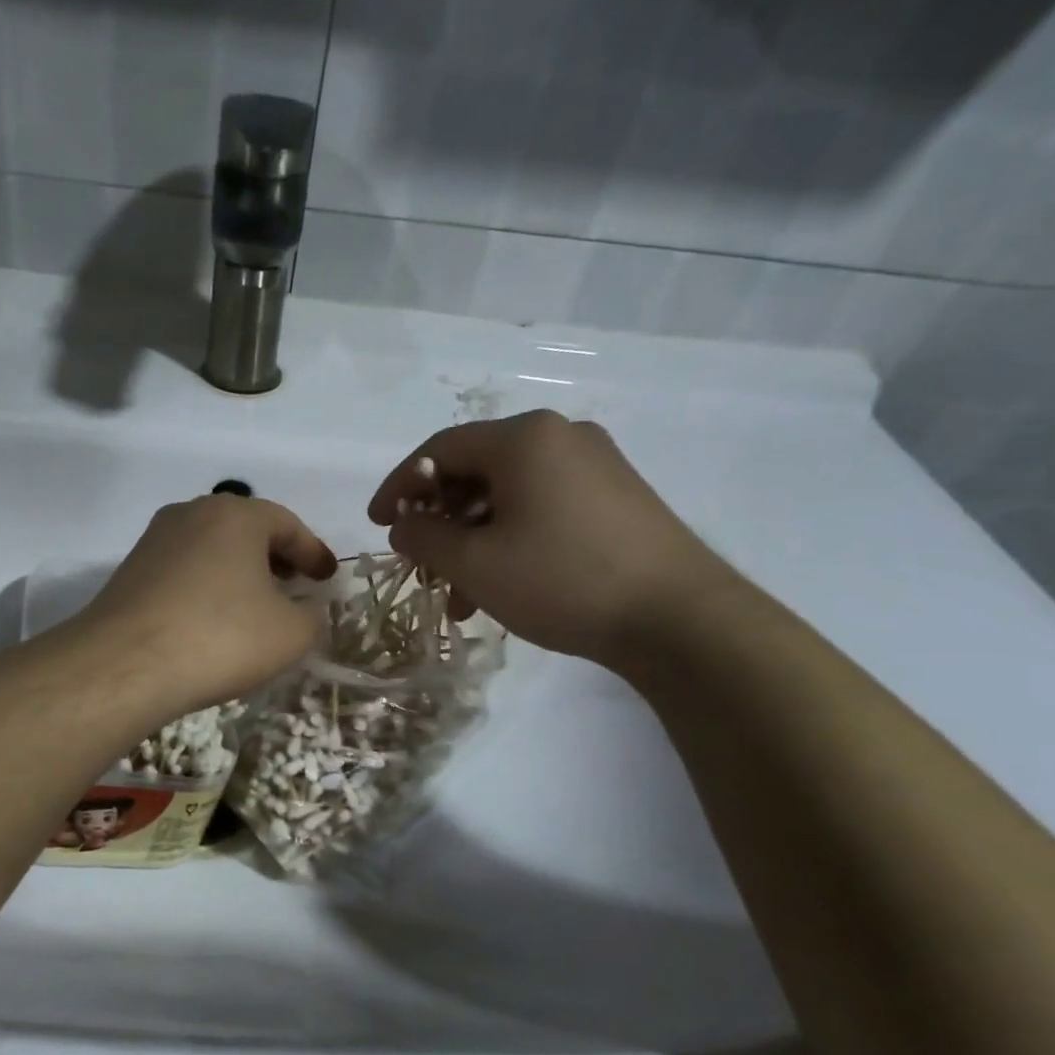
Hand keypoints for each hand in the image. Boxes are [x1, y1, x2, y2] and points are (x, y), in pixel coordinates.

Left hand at [79, 494, 336, 714]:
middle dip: (276, 557)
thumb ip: (311, 616)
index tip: (328, 577)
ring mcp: (155, 540)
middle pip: (246, 530)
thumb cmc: (220, 637)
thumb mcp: (290, 634)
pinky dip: (208, 586)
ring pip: (212, 549)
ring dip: (239, 571)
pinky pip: (184, 570)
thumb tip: (303, 610)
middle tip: (295, 585)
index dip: (313, 552)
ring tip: (255, 604)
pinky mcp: (130, 571)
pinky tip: (213, 618)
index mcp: (236, 515)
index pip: (288, 525)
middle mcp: (192, 514)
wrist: (125, 664)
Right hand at [368, 411, 735, 663]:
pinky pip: (541, 507)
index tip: (377, 524)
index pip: (439, 449)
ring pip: (507, 496)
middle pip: (475, 471)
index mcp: (523, 438)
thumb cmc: (562, 580)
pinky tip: (500, 586)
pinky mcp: (615, 497)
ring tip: (458, 595)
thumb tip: (403, 525)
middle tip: (420, 564)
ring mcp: (594, 465)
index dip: (399, 486)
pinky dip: (509, 540)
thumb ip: (424, 538)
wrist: (677, 618)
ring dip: (472, 540)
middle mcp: (560, 437)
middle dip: (438, 521)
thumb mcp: (475, 564)